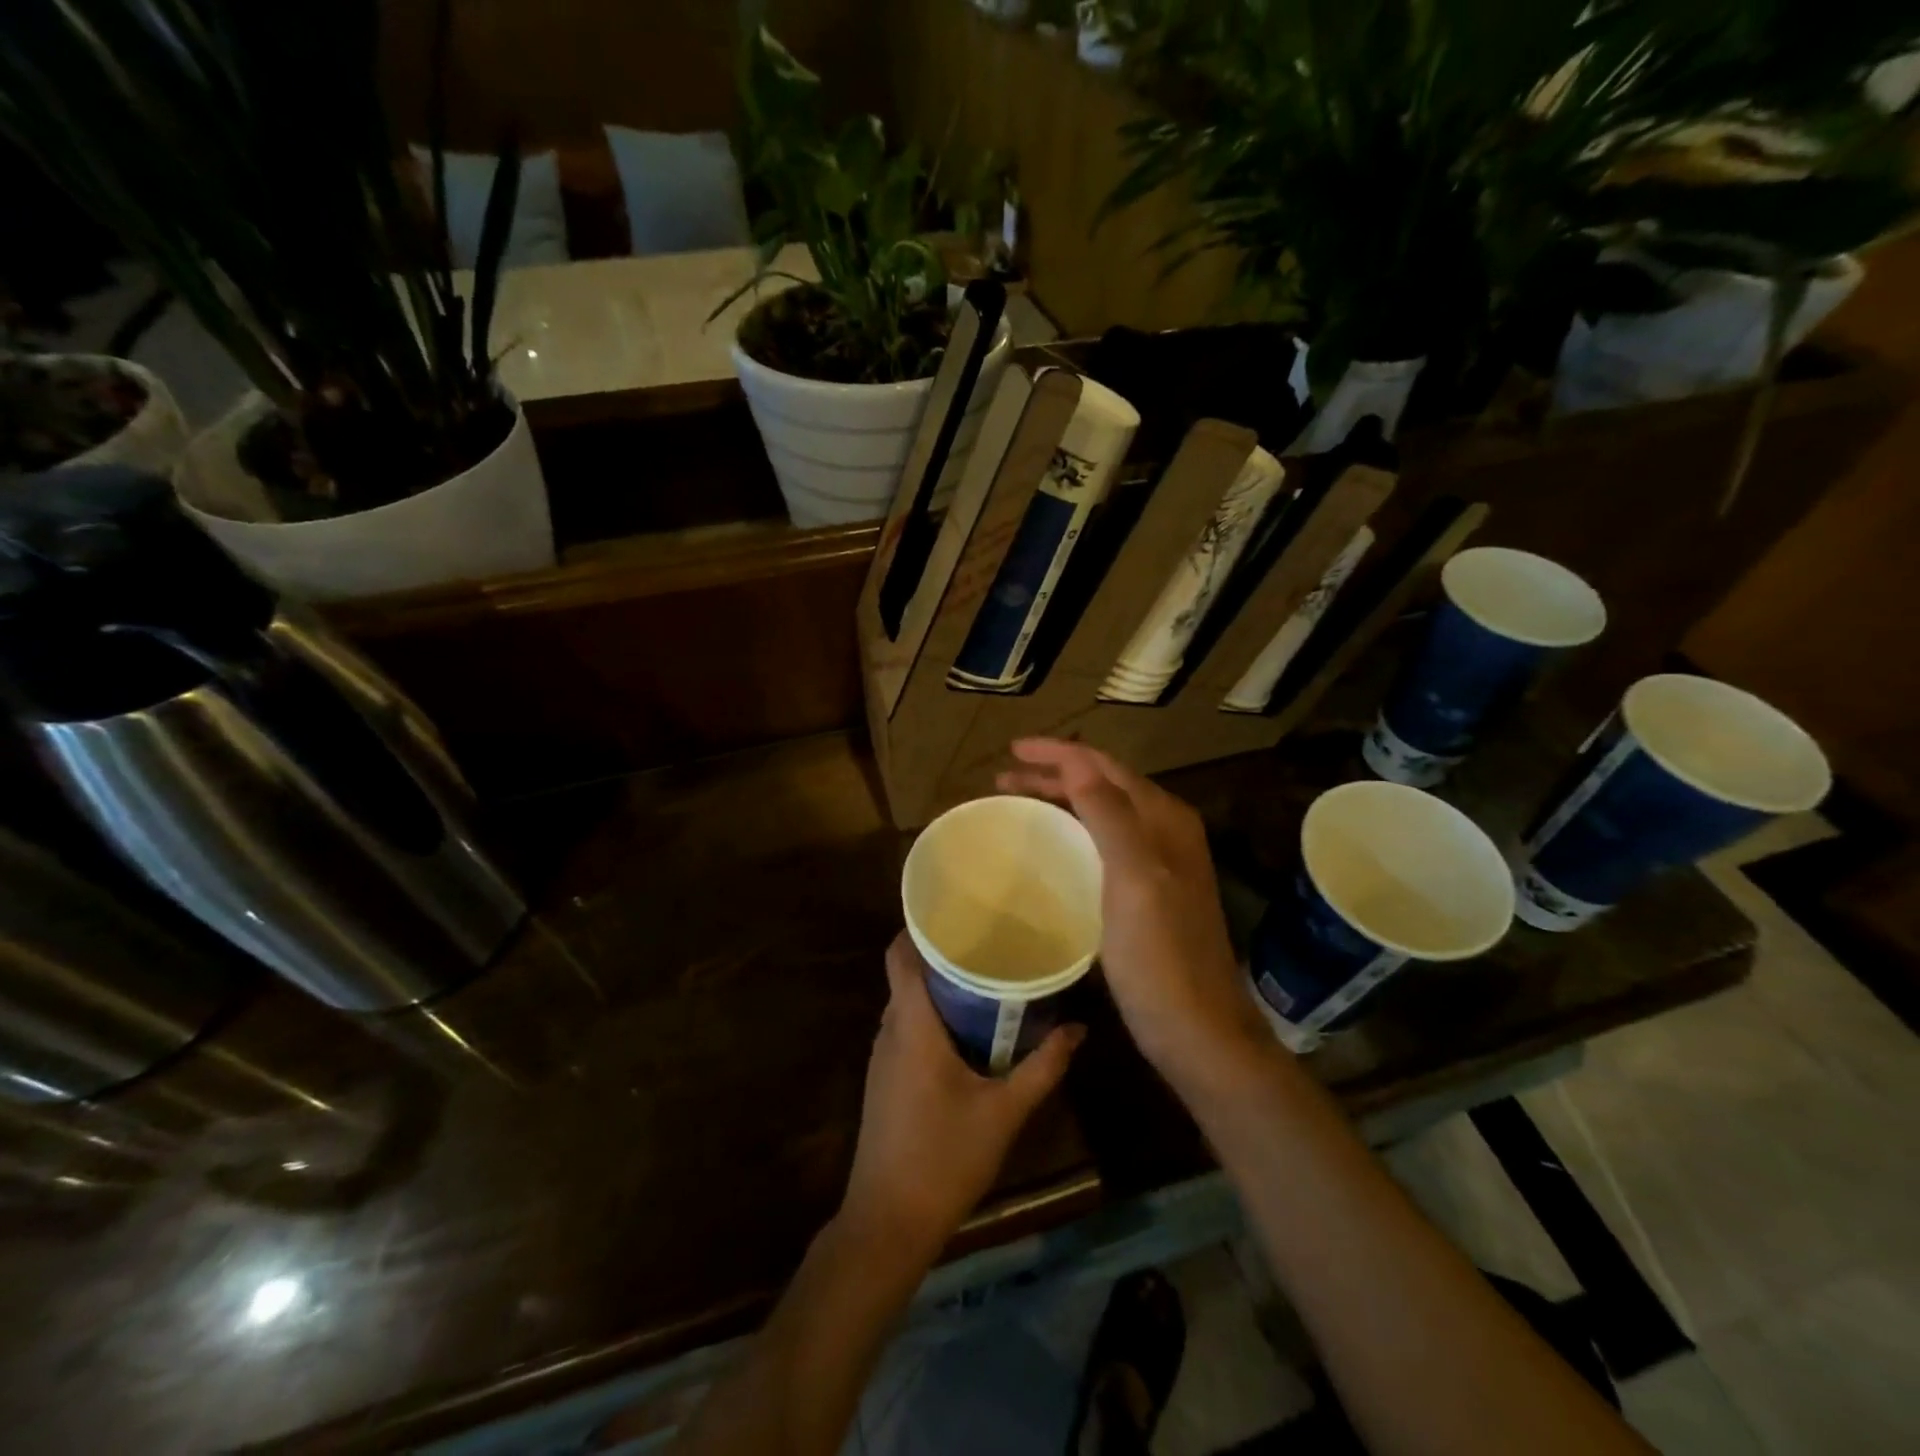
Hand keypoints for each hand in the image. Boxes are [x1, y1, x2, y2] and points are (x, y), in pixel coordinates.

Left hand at [840, 932, 1083, 1257]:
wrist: (888, 1221)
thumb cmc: (945, 1158)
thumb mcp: (1004, 1112)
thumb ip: (1043, 1067)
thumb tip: (1078, 1029)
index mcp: (912, 1025)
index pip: (899, 954)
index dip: (919, 926)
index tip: (958, 911)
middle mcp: (889, 1031)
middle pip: (908, 974)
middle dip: (943, 955)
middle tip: (988, 941)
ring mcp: (882, 1056)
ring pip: (908, 1003)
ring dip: (939, 988)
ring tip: (983, 977)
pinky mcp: (884, 1079)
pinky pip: (906, 1029)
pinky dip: (932, 1017)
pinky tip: (966, 1029)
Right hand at [997, 738, 1270, 1084]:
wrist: (1198, 1031)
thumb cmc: (1161, 957)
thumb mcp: (1134, 880)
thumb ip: (1110, 815)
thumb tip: (1076, 762)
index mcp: (1163, 819)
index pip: (1103, 766)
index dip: (1058, 753)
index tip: (1011, 750)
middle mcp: (1164, 831)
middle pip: (1101, 785)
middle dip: (1053, 774)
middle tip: (1002, 778)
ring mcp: (1158, 863)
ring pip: (1101, 813)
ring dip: (1060, 799)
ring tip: (1017, 801)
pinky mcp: (1146, 892)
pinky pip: (1102, 843)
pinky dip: (1072, 831)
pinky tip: (1051, 847)